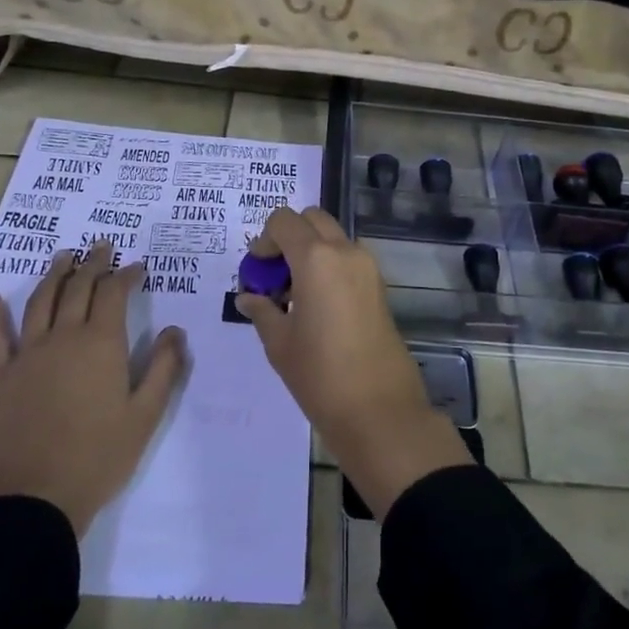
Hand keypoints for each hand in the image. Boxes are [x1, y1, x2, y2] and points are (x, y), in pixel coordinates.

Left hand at [0, 241, 187, 535]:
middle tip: (102, 246)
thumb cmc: (99, 457)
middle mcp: (63, 338)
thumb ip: (165, 367)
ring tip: (64, 256)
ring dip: (54, 274)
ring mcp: (27, 355)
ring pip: (40, 301)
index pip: (114, 294)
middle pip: (77, 288)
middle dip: (93, 263)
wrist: (35, 500)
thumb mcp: (146, 415)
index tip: (137, 266)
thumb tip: (174, 330)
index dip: (126, 275)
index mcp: (101, 344)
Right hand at [237, 206, 470, 518]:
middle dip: (290, 237)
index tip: (258, 271)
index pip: (284, 220)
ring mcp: (368, 267)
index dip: (264, 239)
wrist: (378, 408)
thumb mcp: (279, 343)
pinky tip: (317, 306)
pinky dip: (329, 266)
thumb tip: (248, 296)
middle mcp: (345, 251)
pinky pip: (348, 258)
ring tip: (295, 296)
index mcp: (316, 258)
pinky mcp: (379, 285)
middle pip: (312, 219)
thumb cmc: (320, 374)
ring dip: (311, 251)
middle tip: (275, 275)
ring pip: (333, 237)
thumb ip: (262, 310)